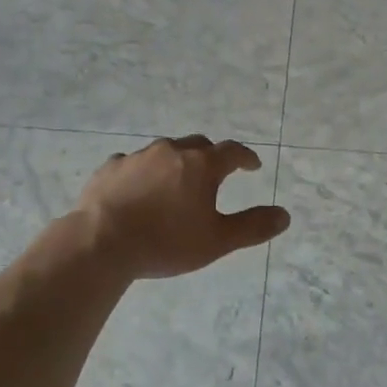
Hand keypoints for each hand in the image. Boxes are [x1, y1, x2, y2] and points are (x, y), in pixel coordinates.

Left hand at [74, 136, 290, 279]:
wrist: (102, 241)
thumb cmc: (166, 242)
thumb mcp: (217, 241)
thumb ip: (253, 226)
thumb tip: (285, 215)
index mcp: (201, 165)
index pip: (232, 151)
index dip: (245, 157)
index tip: (252, 166)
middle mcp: (171, 151)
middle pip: (199, 144)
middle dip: (211, 156)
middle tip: (215, 173)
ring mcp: (138, 156)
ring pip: (165, 150)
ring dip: (176, 162)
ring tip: (176, 183)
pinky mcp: (111, 167)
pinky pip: (133, 163)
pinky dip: (143, 172)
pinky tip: (138, 190)